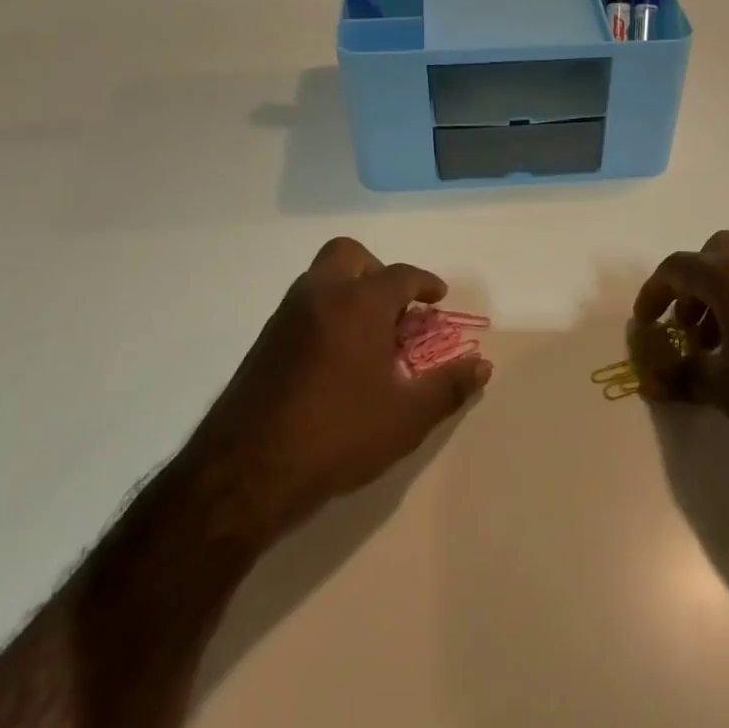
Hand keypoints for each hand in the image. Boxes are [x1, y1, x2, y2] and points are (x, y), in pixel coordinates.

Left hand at [199, 237, 491, 538]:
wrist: (246, 472)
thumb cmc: (338, 435)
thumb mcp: (407, 417)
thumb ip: (449, 387)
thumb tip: (482, 366)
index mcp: (359, 304)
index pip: (400, 275)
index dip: (425, 283)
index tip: (437, 298)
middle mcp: (320, 296)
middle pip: (350, 255)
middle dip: (378, 271)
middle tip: (396, 308)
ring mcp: (285, 317)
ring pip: (321, 278)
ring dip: (349, 291)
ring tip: (371, 336)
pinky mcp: (263, 342)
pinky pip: (303, 306)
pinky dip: (326, 313)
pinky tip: (337, 359)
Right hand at [631, 230, 728, 463]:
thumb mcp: (727, 389)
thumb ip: (683, 379)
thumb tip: (651, 381)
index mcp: (727, 274)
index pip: (674, 269)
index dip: (653, 295)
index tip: (646, 325)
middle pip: (711, 256)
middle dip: (692, 289)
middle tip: (690, 330)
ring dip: (724, 296)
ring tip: (728, 344)